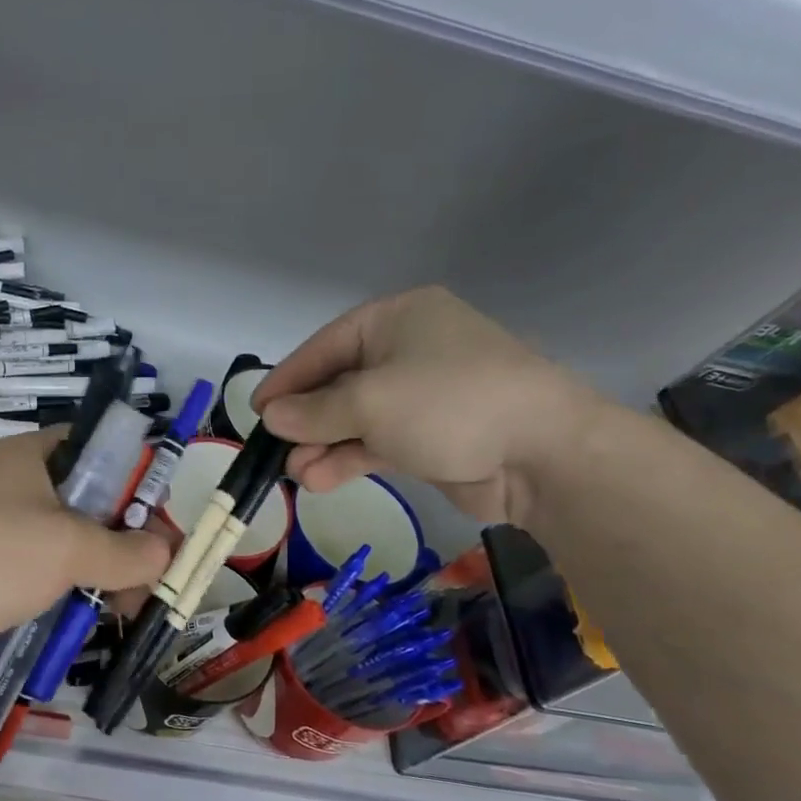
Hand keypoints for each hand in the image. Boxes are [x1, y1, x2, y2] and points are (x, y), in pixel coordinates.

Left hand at [0, 429, 170, 690]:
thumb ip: (126, 550)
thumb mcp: (68, 545)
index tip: (160, 522)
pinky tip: (89, 628)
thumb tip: (166, 553)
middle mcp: (18, 492)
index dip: (135, 480)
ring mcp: (2, 541)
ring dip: (101, 581)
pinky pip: (44, 588)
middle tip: (151, 580)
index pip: (98, 452)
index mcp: (33, 459)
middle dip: (125, 543)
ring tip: (125, 611)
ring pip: (69, 554)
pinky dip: (68, 604)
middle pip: (89, 509)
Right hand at [253, 286, 602, 524]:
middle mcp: (408, 350)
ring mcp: (422, 395)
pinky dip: (350, 458)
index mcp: (397, 319)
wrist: (544, 454)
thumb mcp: (369, 402)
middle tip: (277, 449)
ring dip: (324, 446)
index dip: (287, 378)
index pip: (325, 346)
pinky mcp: (432, 436)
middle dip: (306, 420)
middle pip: (339, 384)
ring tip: (297, 474)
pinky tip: (320, 480)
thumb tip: (270, 417)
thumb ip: (313, 411)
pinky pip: (378, 442)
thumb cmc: (448, 404)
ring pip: (356, 418)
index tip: (256, 409)